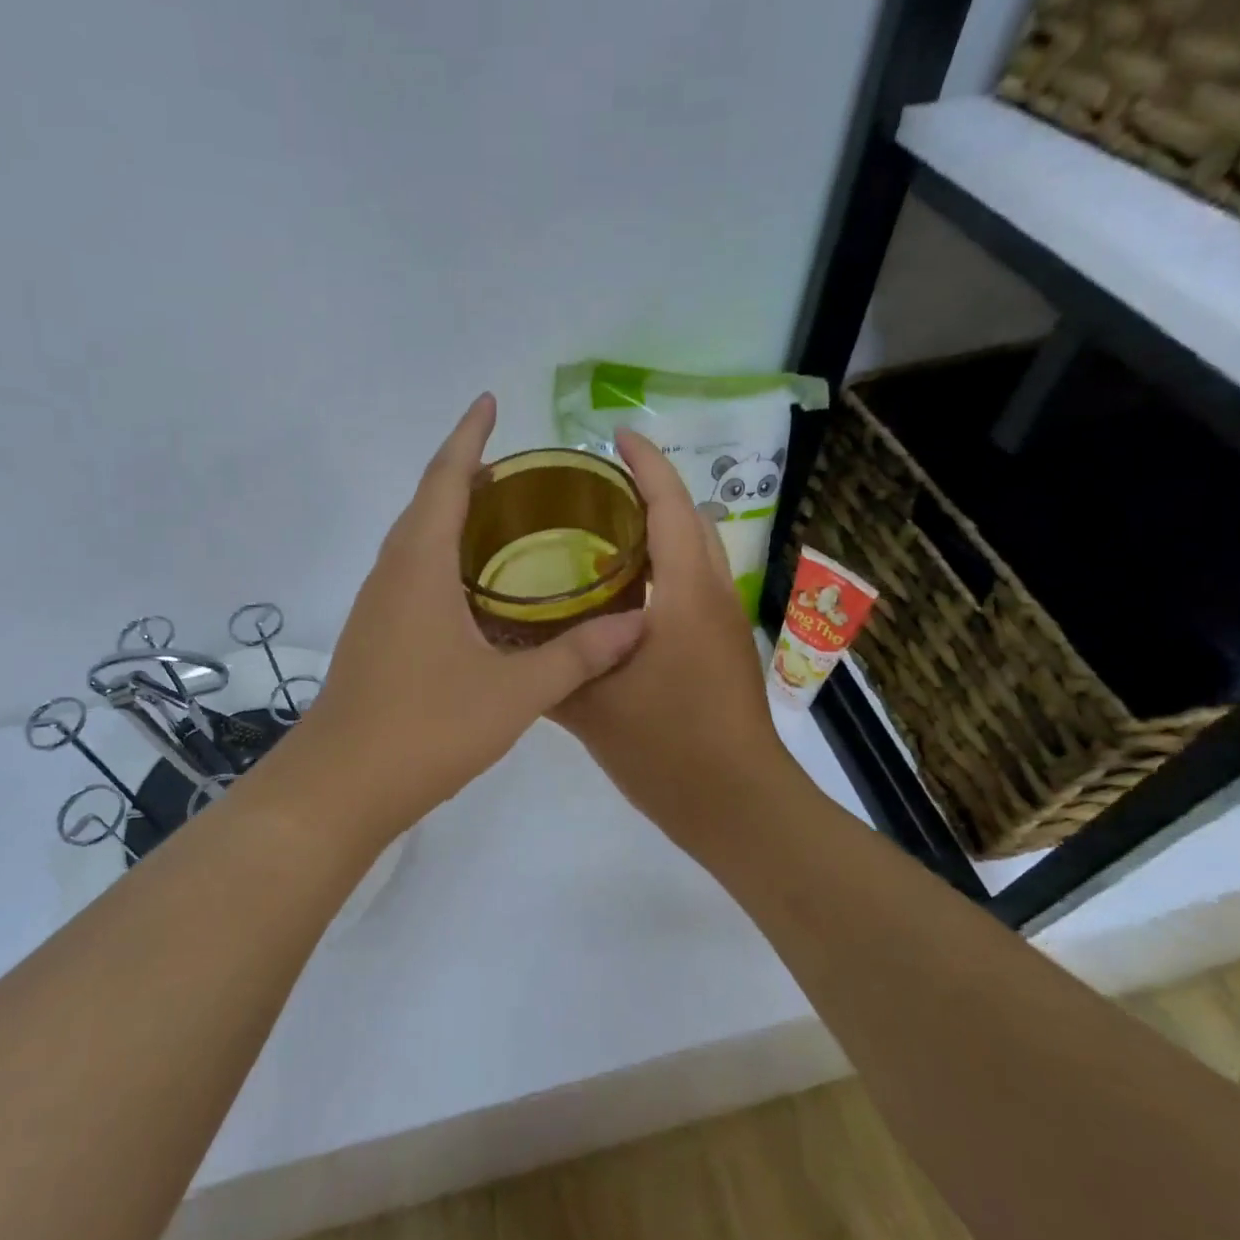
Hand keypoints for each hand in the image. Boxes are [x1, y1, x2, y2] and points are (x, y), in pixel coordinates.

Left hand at [253, 395, 646, 843]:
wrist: (340, 785)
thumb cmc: (426, 727)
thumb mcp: (514, 692)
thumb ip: (578, 655)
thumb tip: (639, 623)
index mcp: (419, 564)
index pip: (446, 478)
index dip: (468, 436)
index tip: (489, 401)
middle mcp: (391, 572)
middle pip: (427, 501)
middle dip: (465, 471)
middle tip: (515, 465)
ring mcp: (376, 605)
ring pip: (414, 539)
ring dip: (450, 513)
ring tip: (499, 514)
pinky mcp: (374, 634)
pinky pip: (410, 572)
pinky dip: (441, 555)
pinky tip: (472, 586)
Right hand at [553, 429, 789, 845]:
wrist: (737, 804)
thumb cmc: (668, 748)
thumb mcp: (593, 707)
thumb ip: (548, 668)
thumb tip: (502, 640)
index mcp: (684, 594)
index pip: (670, 505)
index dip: (646, 463)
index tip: (614, 436)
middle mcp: (712, 595)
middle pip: (689, 519)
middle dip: (651, 489)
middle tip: (592, 489)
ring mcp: (723, 622)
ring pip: (695, 552)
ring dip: (660, 528)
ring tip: (600, 531)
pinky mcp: (723, 647)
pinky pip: (693, 584)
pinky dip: (662, 567)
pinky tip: (619, 594)